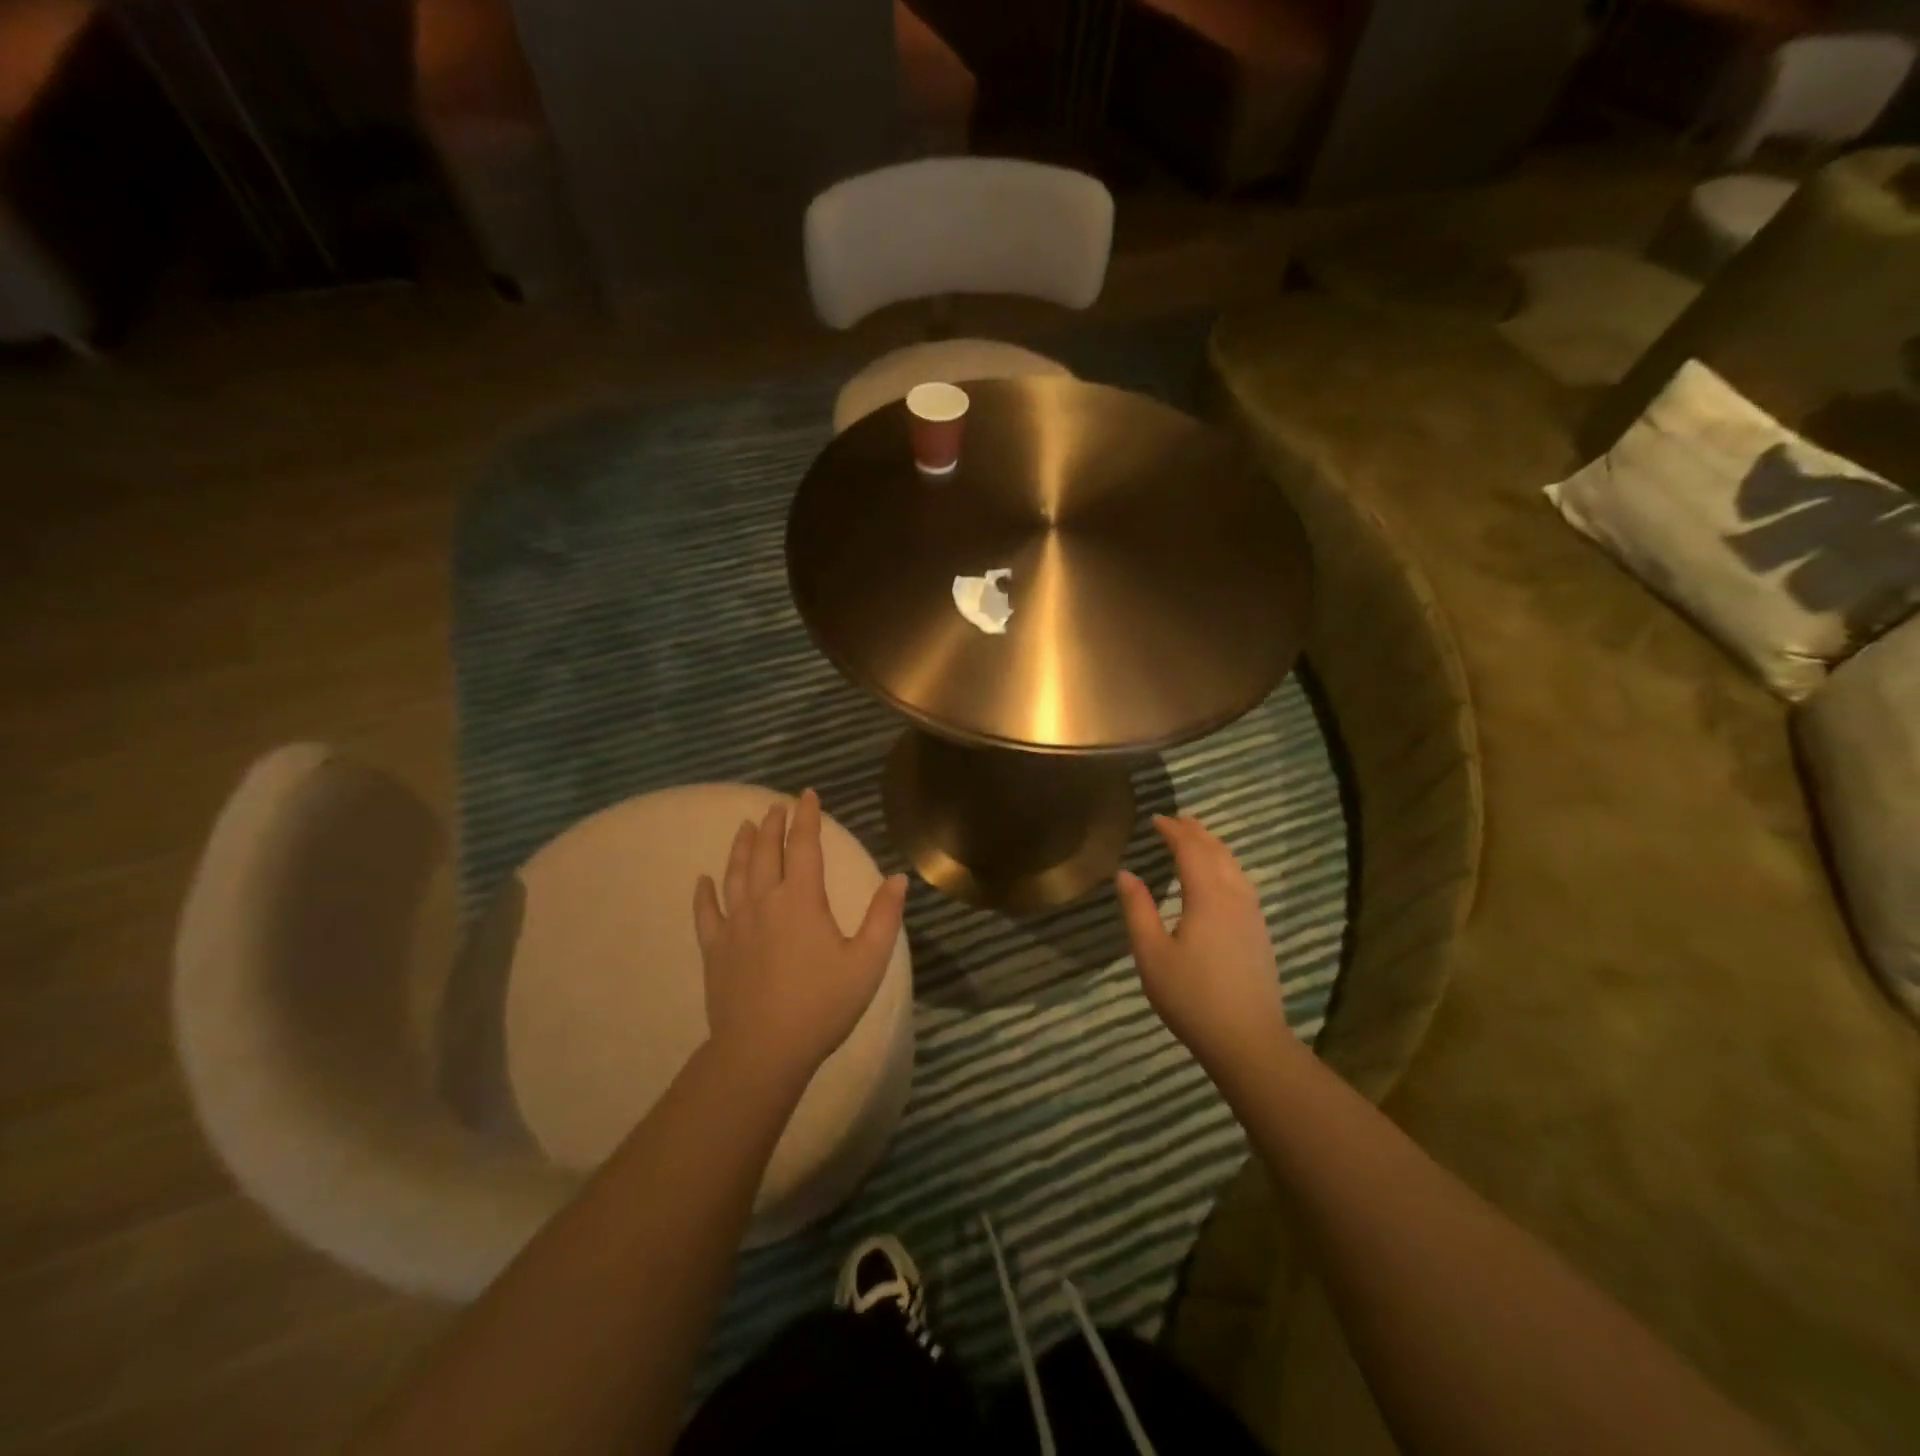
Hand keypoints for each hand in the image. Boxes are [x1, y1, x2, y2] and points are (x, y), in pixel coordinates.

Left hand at [693, 789, 907, 1089]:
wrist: (763, 1050)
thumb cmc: (823, 1005)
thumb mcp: (868, 962)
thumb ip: (884, 916)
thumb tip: (898, 878)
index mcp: (802, 900)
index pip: (805, 846)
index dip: (807, 817)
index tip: (806, 795)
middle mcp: (765, 901)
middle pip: (766, 852)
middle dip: (772, 825)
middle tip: (775, 806)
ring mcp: (735, 924)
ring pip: (735, 874)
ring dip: (741, 847)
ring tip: (745, 826)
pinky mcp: (715, 949)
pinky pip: (706, 913)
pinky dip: (704, 893)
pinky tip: (702, 880)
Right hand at [1117, 814, 1286, 1068]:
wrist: (1247, 1040)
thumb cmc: (1191, 997)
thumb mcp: (1151, 954)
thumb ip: (1137, 909)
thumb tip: (1125, 874)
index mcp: (1207, 897)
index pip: (1190, 850)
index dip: (1173, 831)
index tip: (1156, 819)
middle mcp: (1234, 897)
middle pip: (1217, 852)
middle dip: (1196, 832)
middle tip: (1177, 820)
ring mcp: (1252, 915)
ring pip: (1234, 867)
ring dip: (1214, 847)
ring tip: (1198, 839)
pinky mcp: (1259, 933)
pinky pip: (1242, 883)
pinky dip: (1227, 866)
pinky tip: (1221, 878)